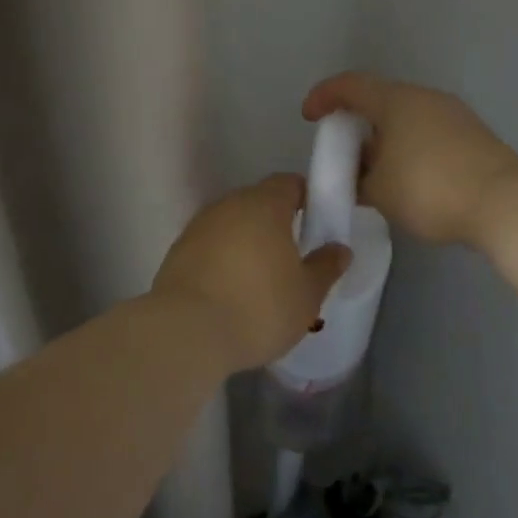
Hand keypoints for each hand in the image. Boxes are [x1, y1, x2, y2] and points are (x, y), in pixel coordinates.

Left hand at [153, 174, 352, 370]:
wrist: (185, 333)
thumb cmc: (258, 308)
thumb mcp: (307, 295)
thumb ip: (325, 267)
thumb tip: (339, 249)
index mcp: (265, 204)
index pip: (289, 184)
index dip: (306, 198)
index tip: (317, 223)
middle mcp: (229, 205)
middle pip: (259, 202)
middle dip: (276, 222)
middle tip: (292, 255)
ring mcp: (199, 226)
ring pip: (232, 224)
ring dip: (247, 242)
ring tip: (261, 278)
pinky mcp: (177, 252)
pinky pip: (211, 246)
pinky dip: (223, 260)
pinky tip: (230, 290)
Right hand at [302, 72, 517, 245]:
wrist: (504, 202)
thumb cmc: (430, 189)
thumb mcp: (379, 192)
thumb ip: (358, 181)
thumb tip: (358, 178)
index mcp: (396, 101)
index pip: (350, 85)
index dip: (324, 96)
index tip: (309, 117)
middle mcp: (424, 97)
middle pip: (380, 100)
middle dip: (356, 124)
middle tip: (343, 154)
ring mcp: (453, 114)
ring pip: (406, 118)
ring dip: (384, 139)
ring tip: (374, 173)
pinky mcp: (473, 135)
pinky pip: (428, 132)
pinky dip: (408, 147)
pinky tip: (407, 179)